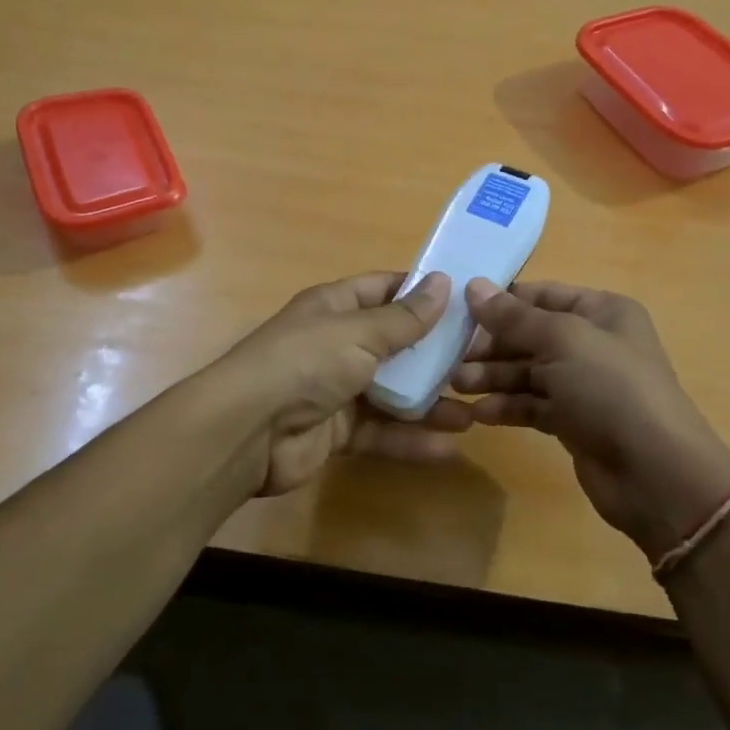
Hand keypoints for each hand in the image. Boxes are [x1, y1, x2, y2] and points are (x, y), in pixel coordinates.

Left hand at [209, 271, 471, 495]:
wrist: (248, 431)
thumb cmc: (306, 363)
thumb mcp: (358, 332)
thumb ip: (404, 318)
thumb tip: (443, 282)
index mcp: (336, 308)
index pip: (385, 290)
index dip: (422, 293)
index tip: (467, 301)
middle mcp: (337, 345)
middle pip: (395, 346)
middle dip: (435, 355)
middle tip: (482, 363)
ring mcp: (336, 390)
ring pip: (392, 394)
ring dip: (430, 403)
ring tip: (474, 412)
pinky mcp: (336, 432)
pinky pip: (381, 432)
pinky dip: (411, 439)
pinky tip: (448, 446)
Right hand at [453, 279, 729, 559]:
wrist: (655, 473)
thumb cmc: (611, 389)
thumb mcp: (562, 341)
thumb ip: (514, 317)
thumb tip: (473, 286)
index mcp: (601, 311)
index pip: (542, 295)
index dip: (501, 302)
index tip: (458, 311)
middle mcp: (593, 342)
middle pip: (530, 335)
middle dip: (491, 345)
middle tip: (451, 358)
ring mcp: (583, 384)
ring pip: (527, 372)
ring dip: (493, 377)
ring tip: (458, 386)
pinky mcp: (573, 421)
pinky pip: (532, 405)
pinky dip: (507, 407)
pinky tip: (479, 415)